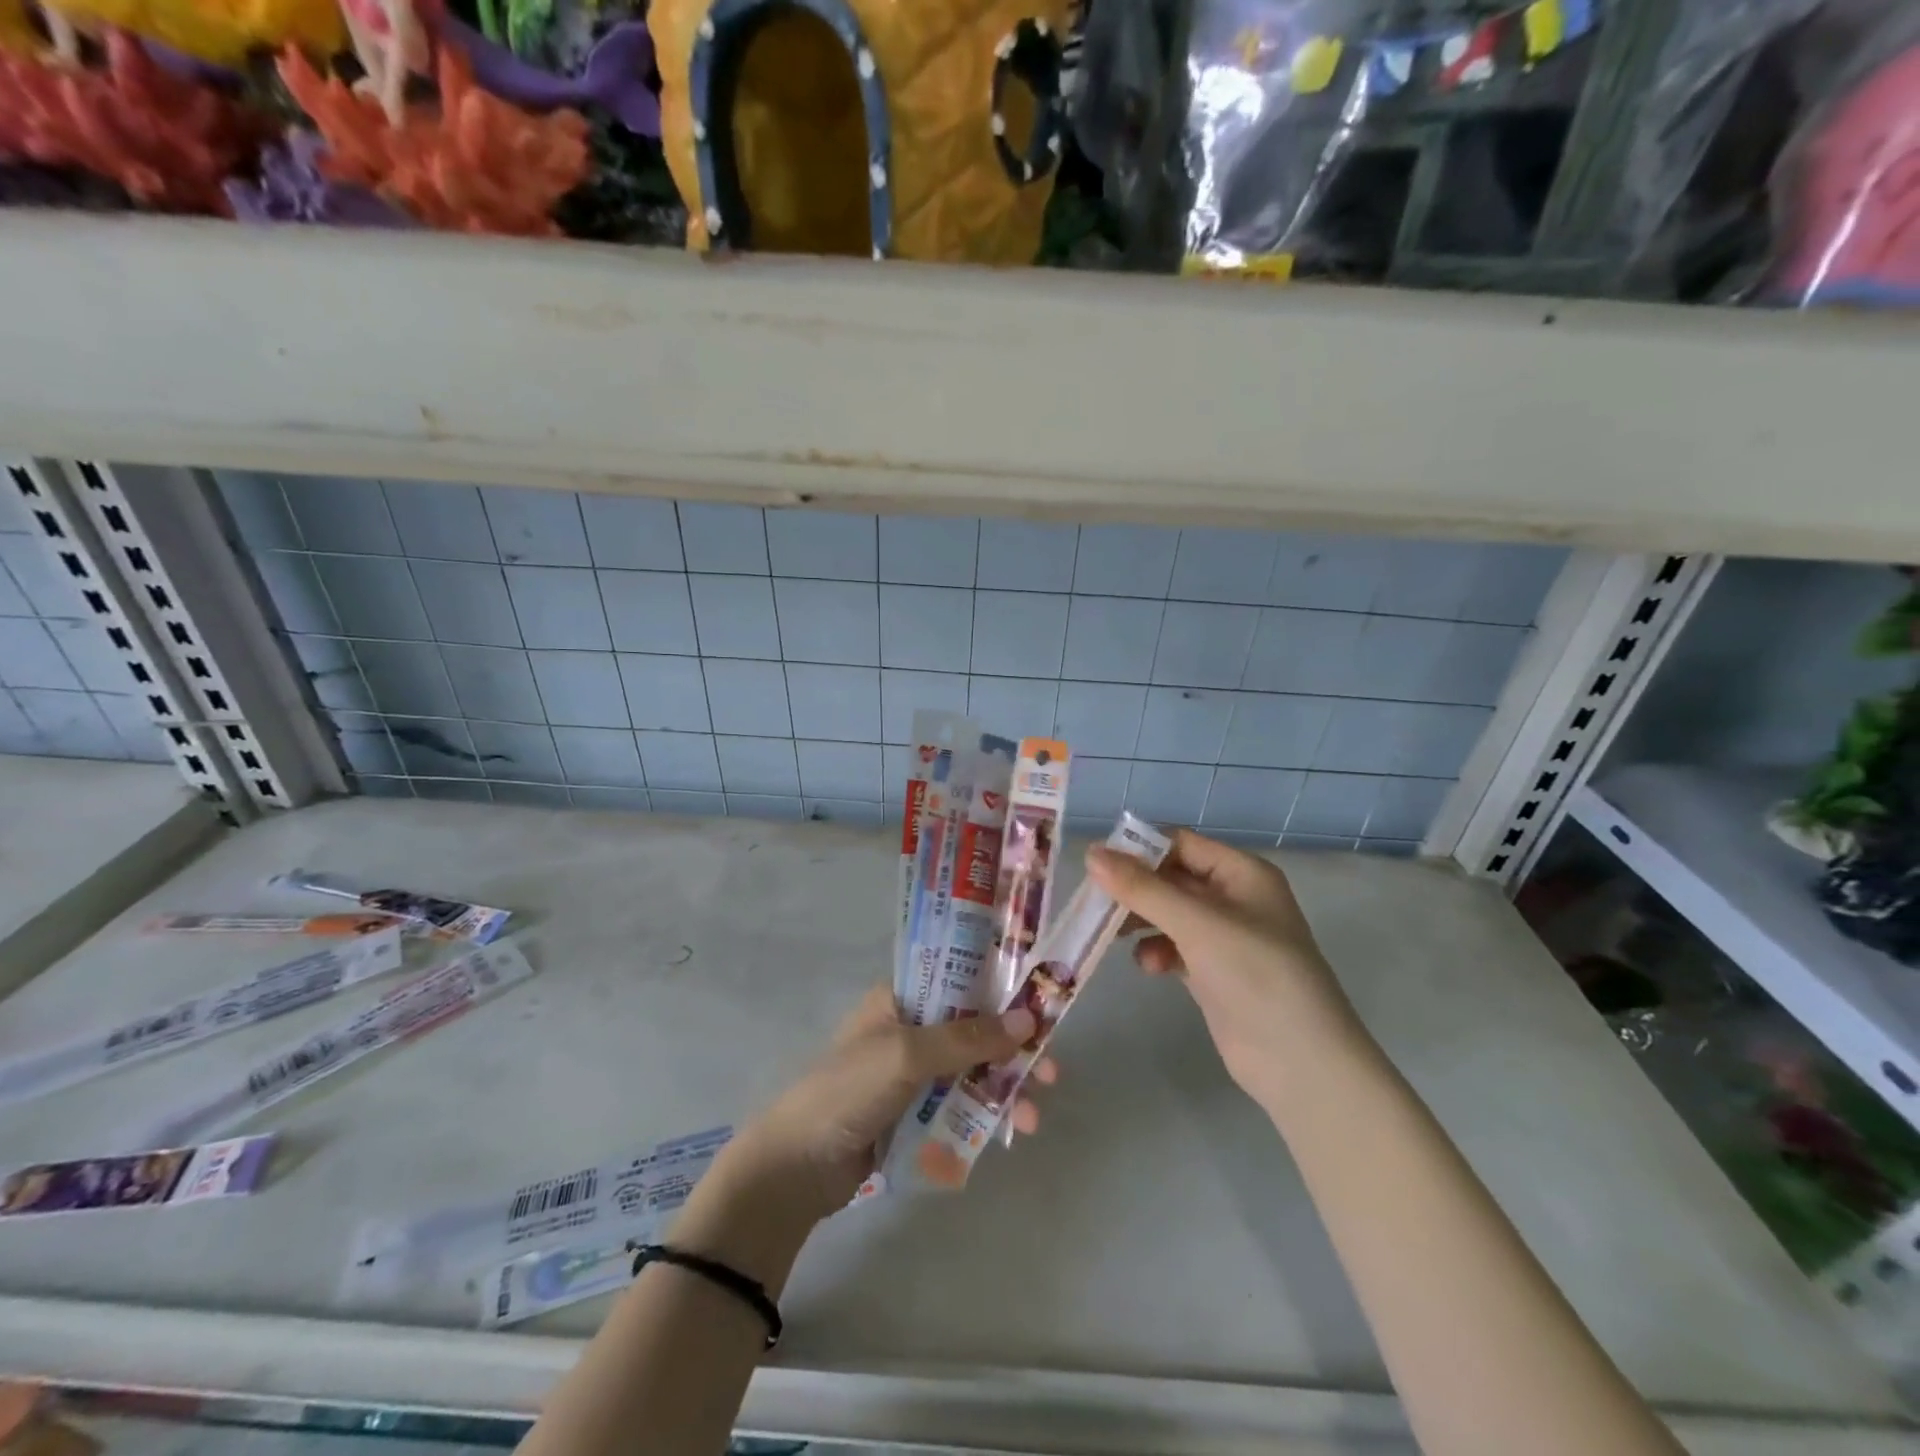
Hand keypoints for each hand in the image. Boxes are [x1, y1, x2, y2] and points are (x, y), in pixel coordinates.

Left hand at [729, 985, 1054, 1220]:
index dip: (1002, 988)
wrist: (798, 1166)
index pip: (960, 979)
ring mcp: (914, 1073)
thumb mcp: (907, 1054)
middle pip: (975, 1028)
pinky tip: (1010, 1131)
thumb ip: (967, 1038)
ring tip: (1032, 1117)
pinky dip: (987, 1113)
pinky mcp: (915, 1113)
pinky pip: (961, 1104)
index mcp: (902, 998)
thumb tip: (1029, 1021)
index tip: (1042, 1004)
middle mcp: (911, 1028)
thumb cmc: (848, 1091)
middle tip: (1051, 1069)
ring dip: (1006, 1087)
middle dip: (1013, 1049)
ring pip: (973, 1070)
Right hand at [1087, 828, 1365, 1110]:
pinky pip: (1173, 947)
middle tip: (1094, 901)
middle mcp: (1234, 898)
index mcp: (1242, 873)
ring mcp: (1224, 937)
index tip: (1095, 863)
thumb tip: (1091, 853)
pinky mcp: (1213, 972)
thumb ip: (1142, 888)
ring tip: (1113, 934)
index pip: (1180, 844)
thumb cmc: (1255, 975)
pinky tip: (1149, 967)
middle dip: (1134, 889)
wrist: (1300, 1063)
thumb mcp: (1197, 924)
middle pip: (1170, 878)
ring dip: (1140, 921)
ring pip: (1167, 914)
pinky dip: (1156, 951)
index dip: (1139, 849)